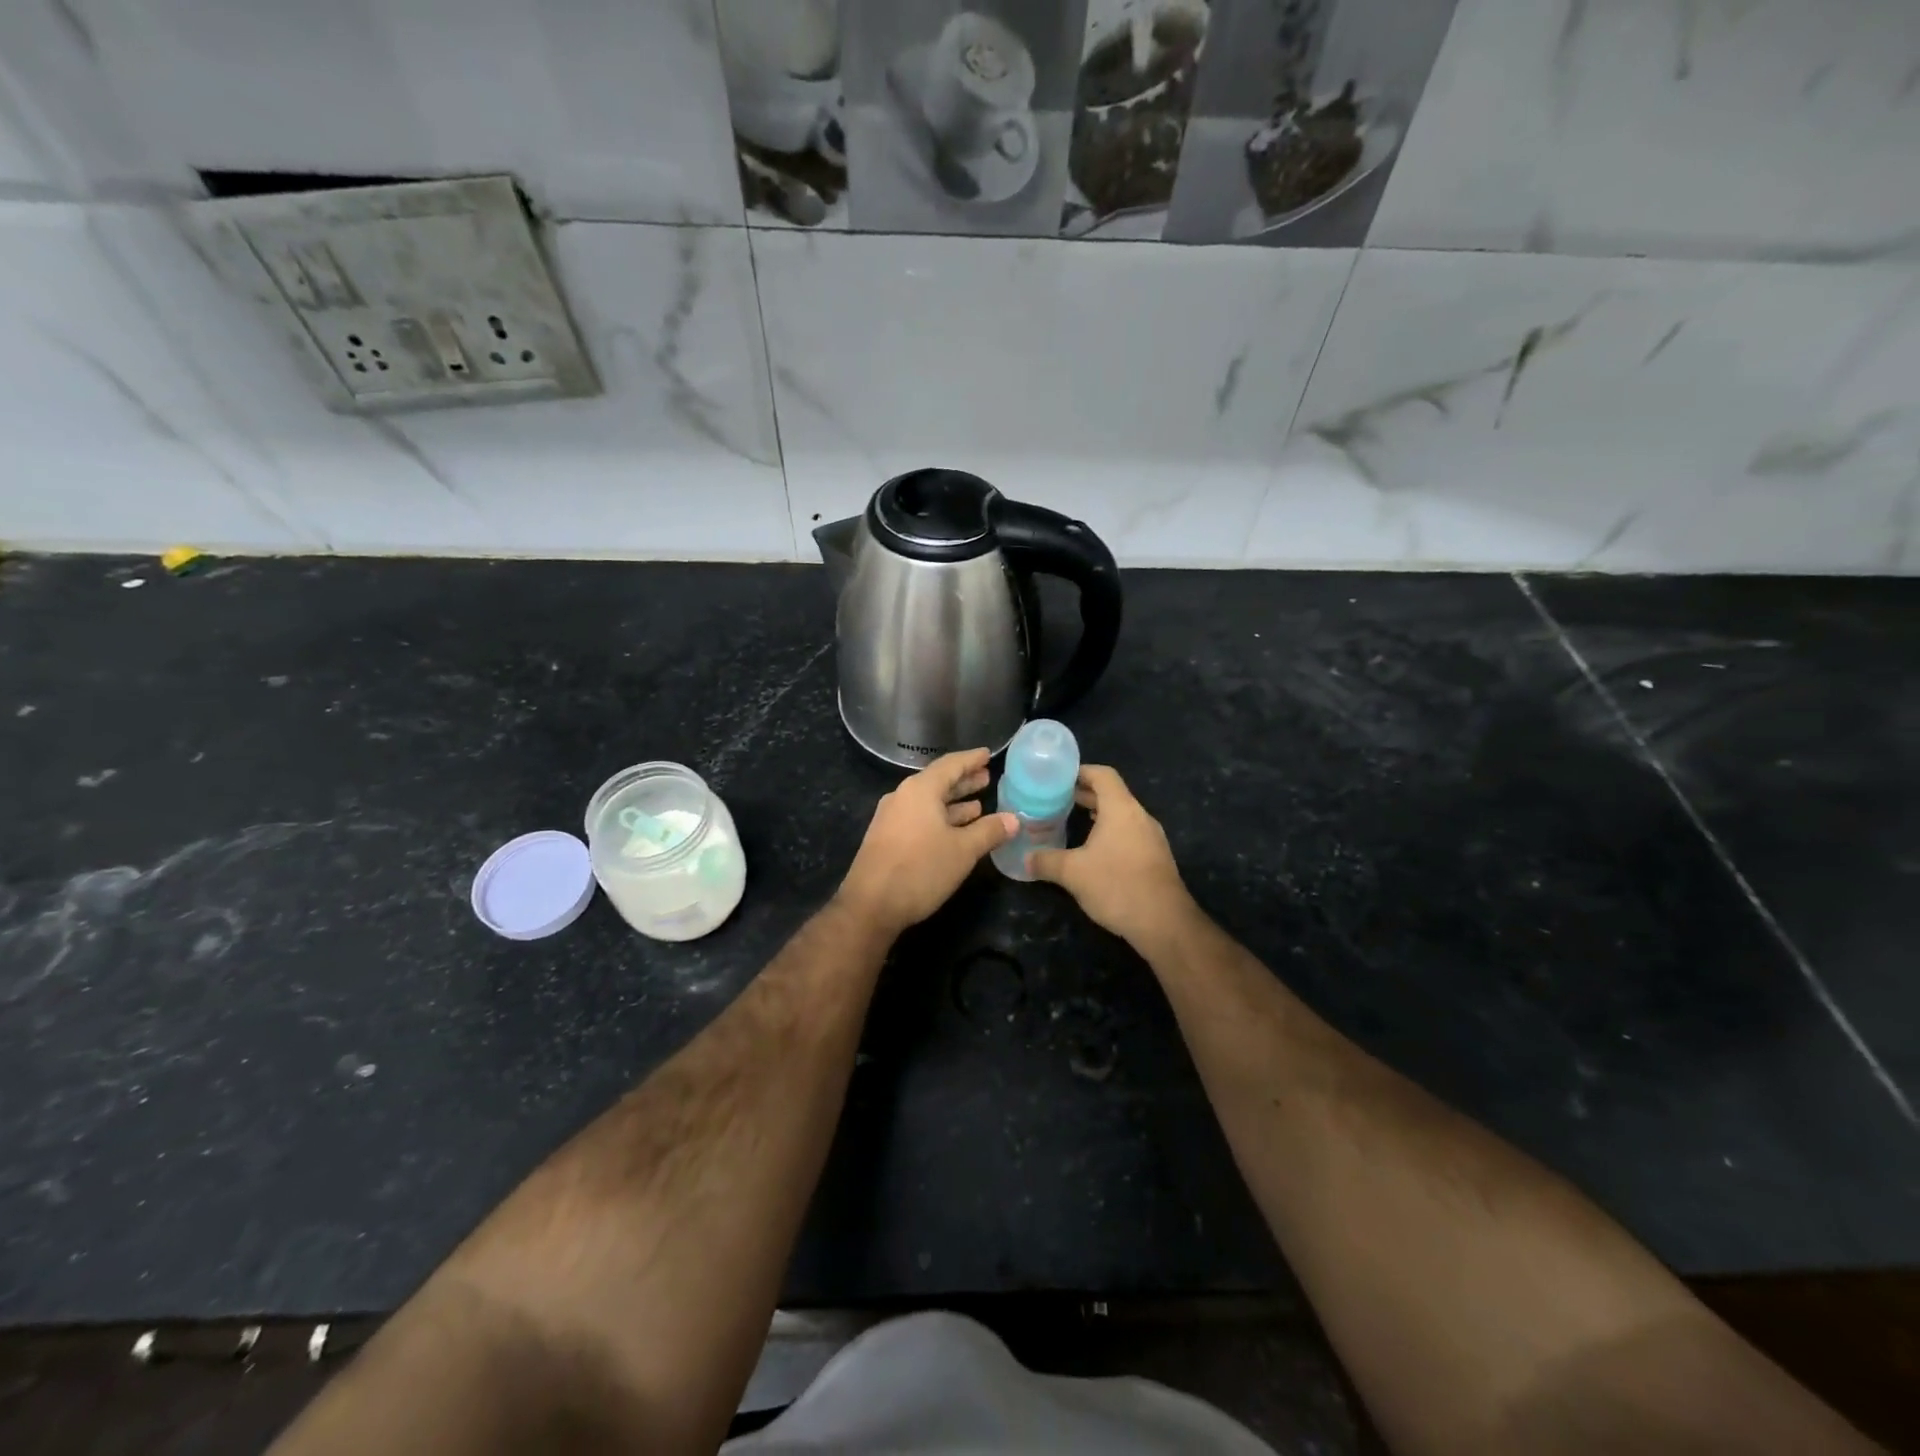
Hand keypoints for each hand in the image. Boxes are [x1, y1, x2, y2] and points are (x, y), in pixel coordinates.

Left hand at [835, 748, 1017, 937]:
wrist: (870, 905)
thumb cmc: (920, 869)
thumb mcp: (963, 850)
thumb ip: (989, 831)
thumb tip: (1014, 819)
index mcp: (920, 790)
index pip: (951, 765)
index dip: (971, 759)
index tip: (988, 754)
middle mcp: (903, 797)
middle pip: (938, 782)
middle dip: (963, 781)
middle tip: (986, 778)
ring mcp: (892, 818)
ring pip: (928, 803)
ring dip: (953, 803)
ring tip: (978, 805)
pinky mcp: (887, 838)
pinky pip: (919, 818)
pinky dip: (940, 819)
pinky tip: (956, 830)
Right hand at [1028, 765, 1194, 948]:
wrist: (1165, 923)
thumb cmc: (1117, 886)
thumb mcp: (1072, 873)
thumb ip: (1046, 861)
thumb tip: (1025, 859)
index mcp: (1121, 809)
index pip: (1102, 775)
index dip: (1080, 771)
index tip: (1058, 778)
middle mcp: (1139, 816)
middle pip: (1112, 793)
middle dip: (1085, 794)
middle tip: (1057, 800)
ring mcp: (1151, 837)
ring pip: (1121, 815)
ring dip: (1099, 814)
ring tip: (1072, 821)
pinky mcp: (1156, 857)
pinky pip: (1129, 833)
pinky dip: (1110, 832)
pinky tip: (1094, 850)